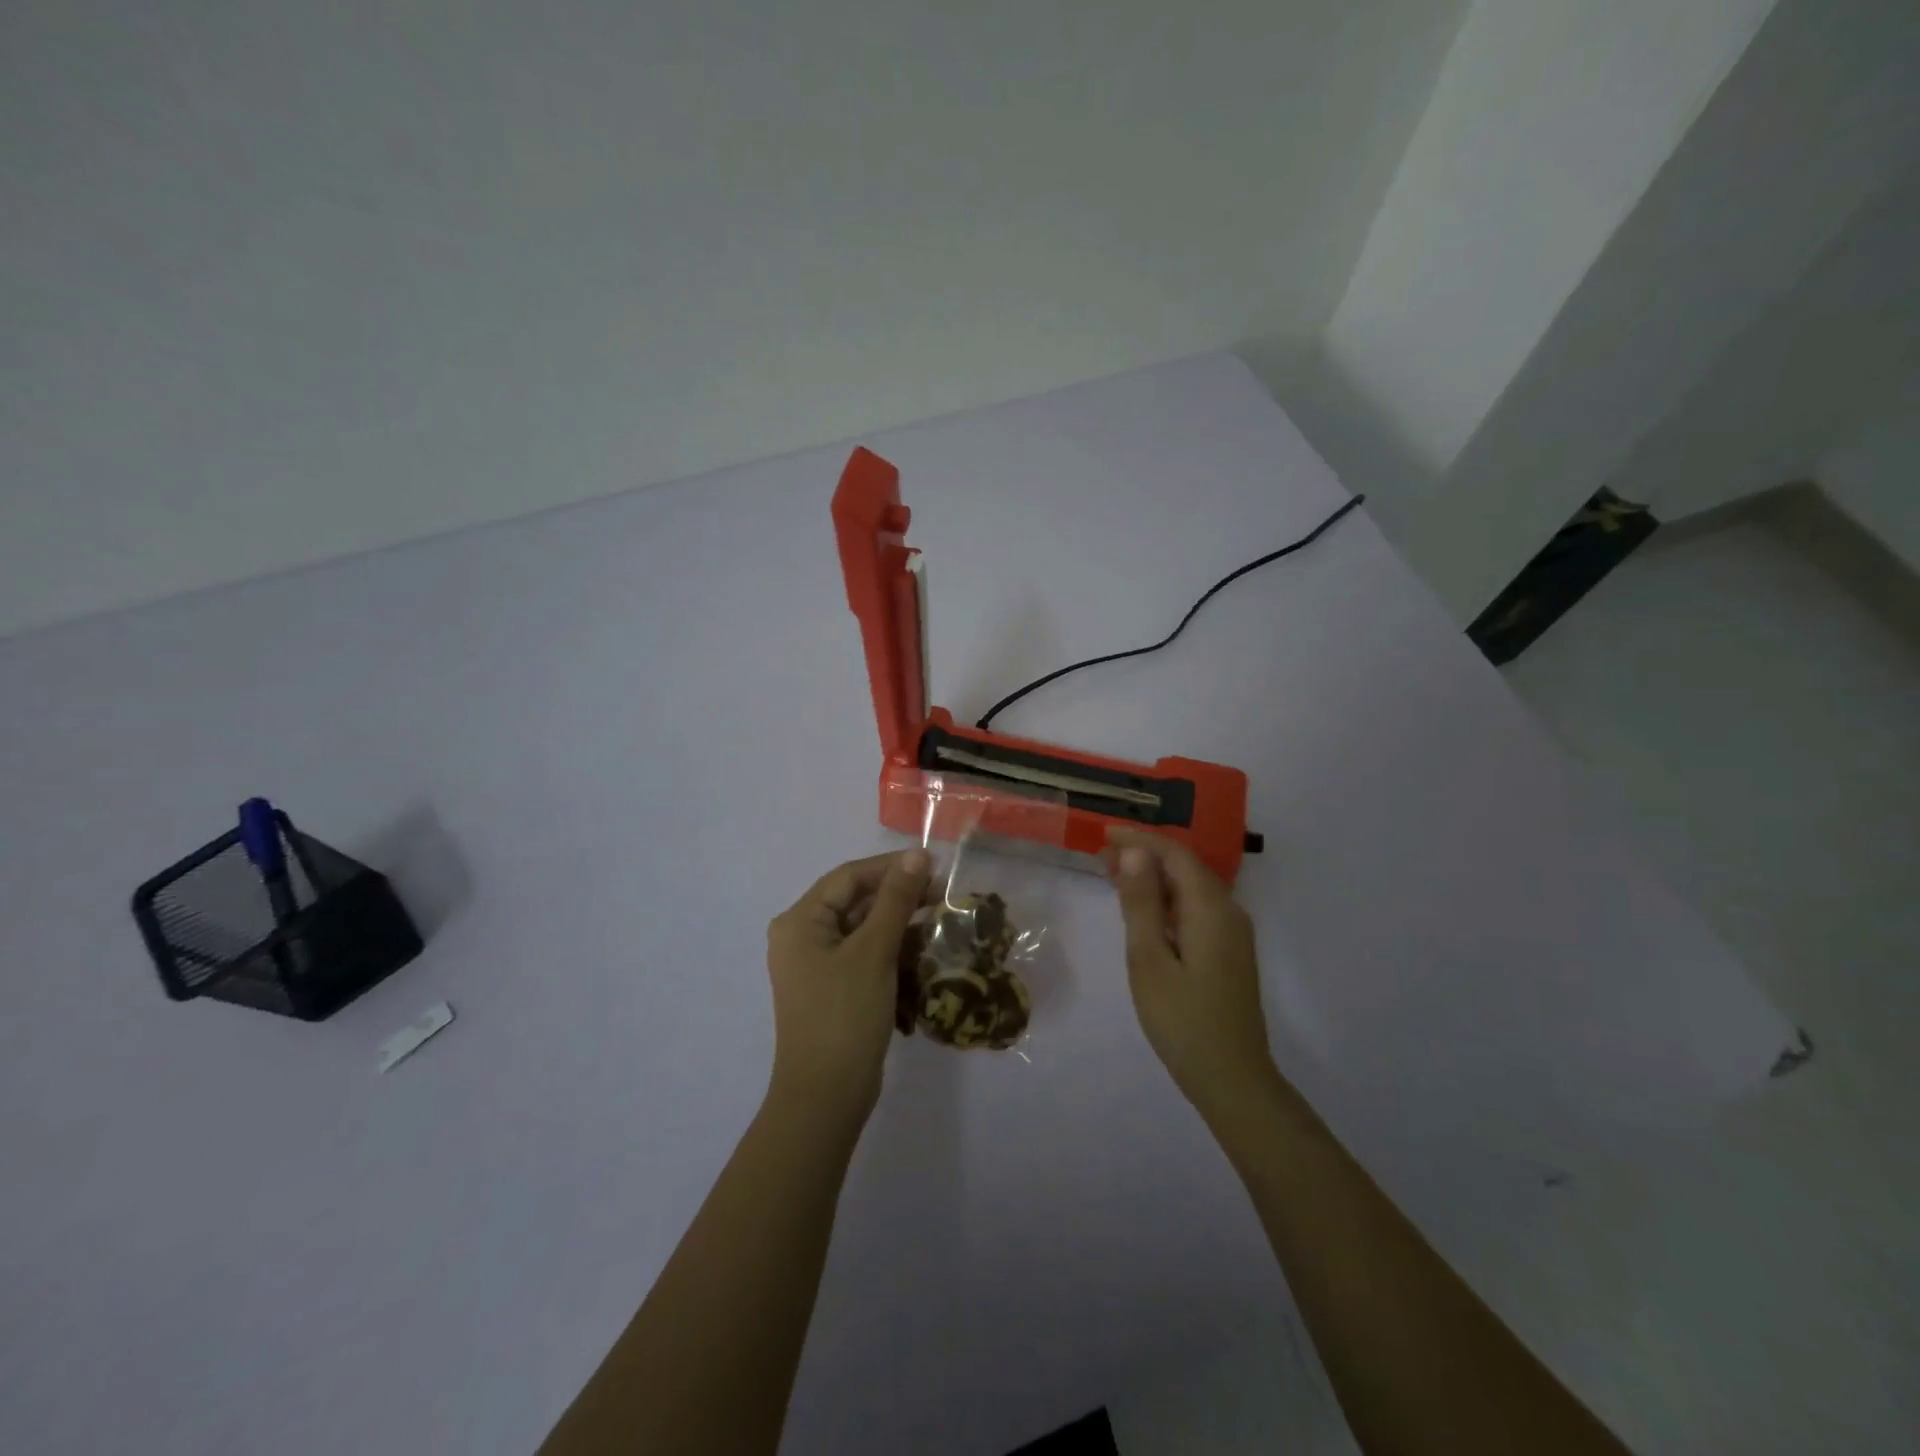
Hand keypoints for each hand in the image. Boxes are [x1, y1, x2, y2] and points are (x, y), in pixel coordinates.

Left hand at [765, 849, 932, 1125]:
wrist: (826, 1098)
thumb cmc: (844, 1015)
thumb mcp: (873, 951)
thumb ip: (896, 899)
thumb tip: (917, 855)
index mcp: (800, 921)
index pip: (849, 877)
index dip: (891, 867)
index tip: (934, 867)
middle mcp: (803, 937)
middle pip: (856, 902)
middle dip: (900, 897)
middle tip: (944, 896)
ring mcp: (818, 966)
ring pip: (864, 929)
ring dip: (901, 924)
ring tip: (942, 922)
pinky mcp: (835, 989)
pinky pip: (866, 956)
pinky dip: (893, 951)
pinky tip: (925, 952)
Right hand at [1102, 830, 1276, 1115]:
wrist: (1232, 1079)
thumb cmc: (1183, 1020)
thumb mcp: (1150, 960)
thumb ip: (1142, 904)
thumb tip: (1136, 853)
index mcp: (1211, 909)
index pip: (1175, 854)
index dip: (1140, 839)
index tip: (1104, 835)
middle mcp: (1229, 912)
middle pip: (1185, 867)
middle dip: (1145, 855)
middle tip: (1102, 857)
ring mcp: (1233, 933)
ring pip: (1190, 888)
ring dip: (1154, 878)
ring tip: (1115, 877)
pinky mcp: (1229, 951)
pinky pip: (1196, 909)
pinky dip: (1167, 900)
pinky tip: (1144, 911)